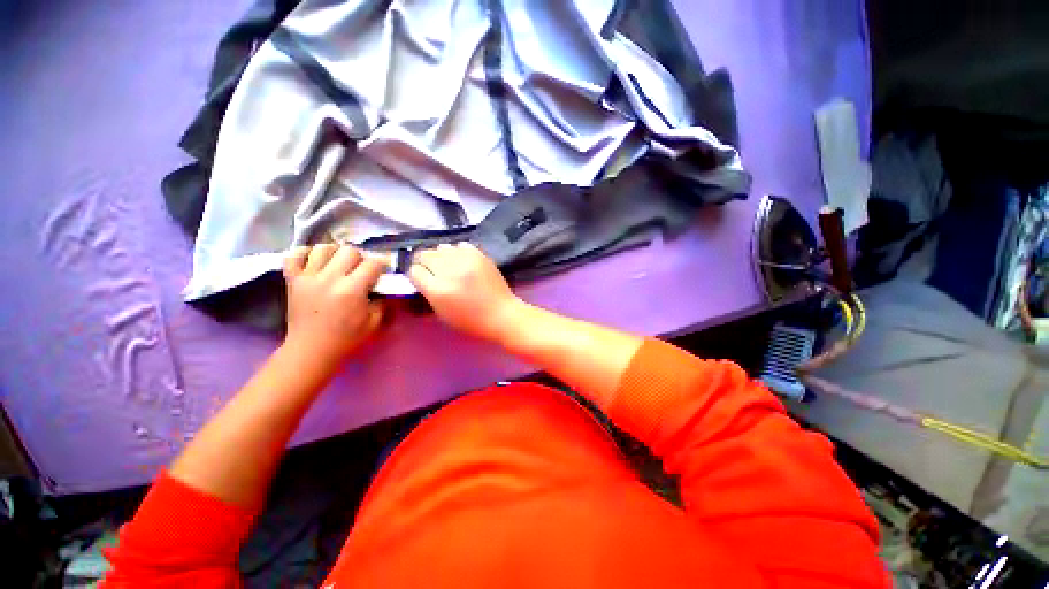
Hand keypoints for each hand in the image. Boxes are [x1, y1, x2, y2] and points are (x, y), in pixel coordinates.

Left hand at [283, 244, 385, 369]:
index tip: (383, 270)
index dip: (382, 264)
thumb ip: (382, 300)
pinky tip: (315, 261)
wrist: (311, 350)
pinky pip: (294, 255)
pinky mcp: (292, 280)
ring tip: (338, 264)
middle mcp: (330, 278)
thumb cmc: (347, 338)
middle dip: (360, 258)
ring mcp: (308, 277)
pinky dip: (305, 253)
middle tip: (360, 270)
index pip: (372, 264)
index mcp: (352, 290)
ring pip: (323, 248)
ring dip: (335, 253)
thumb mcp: (374, 322)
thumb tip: (381, 286)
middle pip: (349, 250)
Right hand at [408, 243, 523, 342]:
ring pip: (441, 247)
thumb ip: (429, 293)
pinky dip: (458, 252)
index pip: (414, 271)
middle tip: (432, 270)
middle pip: (425, 254)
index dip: (416, 275)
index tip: (421, 278)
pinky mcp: (479, 255)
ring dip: (441, 256)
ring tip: (448, 266)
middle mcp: (450, 272)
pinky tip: (462, 261)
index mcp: (438, 291)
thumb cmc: (471, 321)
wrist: (501, 314)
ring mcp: (466, 261)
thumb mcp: (442, 313)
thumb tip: (422, 276)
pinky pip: (460, 245)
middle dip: (424, 262)